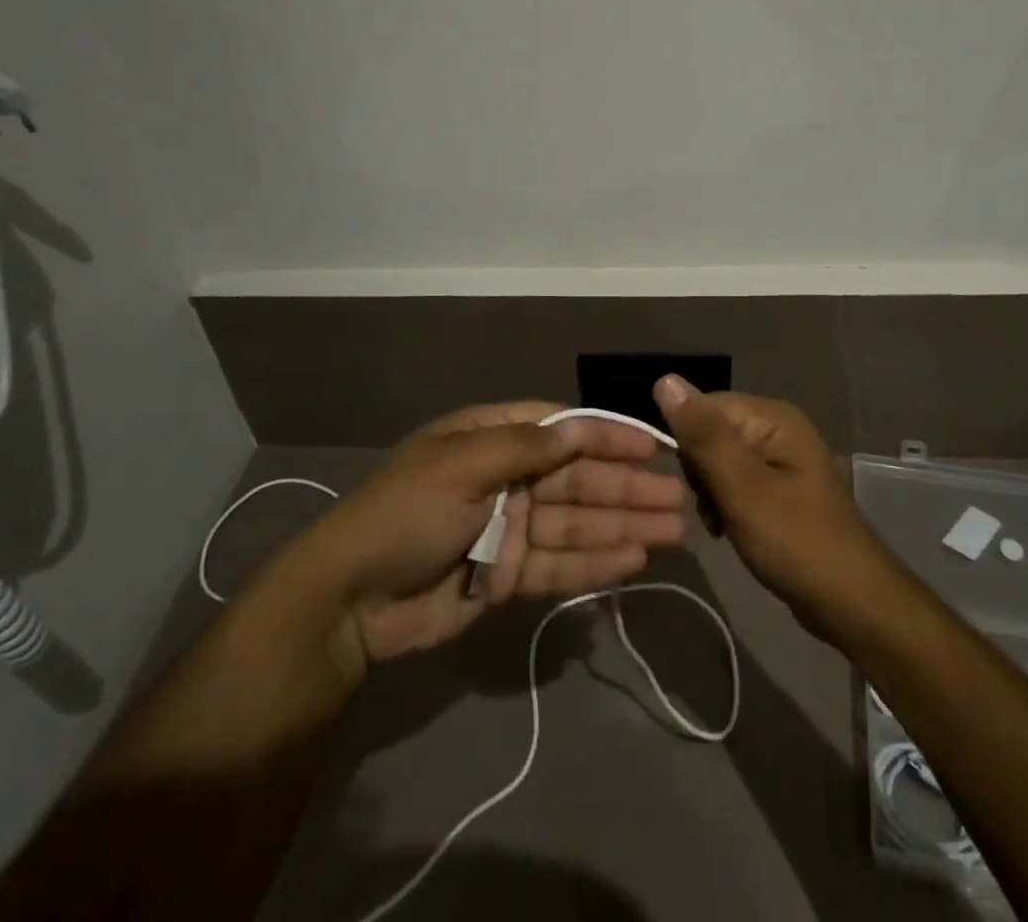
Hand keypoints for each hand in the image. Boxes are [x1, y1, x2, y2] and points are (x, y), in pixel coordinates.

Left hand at [292, 403, 685, 677]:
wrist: (350, 600)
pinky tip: (634, 562)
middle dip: (625, 488)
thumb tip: (579, 427)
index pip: (560, 430)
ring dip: (622, 526)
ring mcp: (508, 529)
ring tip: (671, 533)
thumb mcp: (460, 466)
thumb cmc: (404, 514)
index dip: (606, 437)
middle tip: (677, 500)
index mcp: (489, 439)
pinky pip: (559, 564)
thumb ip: (524, 447)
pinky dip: (595, 563)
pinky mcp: (506, 576)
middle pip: (576, 479)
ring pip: (576, 523)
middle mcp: (504, 478)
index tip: (652, 447)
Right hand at [654, 376, 894, 638]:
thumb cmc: (796, 542)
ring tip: (723, 524)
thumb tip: (665, 380)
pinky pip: (735, 481)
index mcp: (772, 417)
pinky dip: (726, 504)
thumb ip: (703, 436)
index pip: (703, 407)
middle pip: (710, 432)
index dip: (689, 443)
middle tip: (714, 510)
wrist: (853, 604)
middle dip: (701, 472)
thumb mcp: (742, 488)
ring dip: (710, 493)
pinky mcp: (779, 487)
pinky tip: (729, 529)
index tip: (696, 485)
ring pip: (718, 461)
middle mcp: (777, 427)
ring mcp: (780, 458)